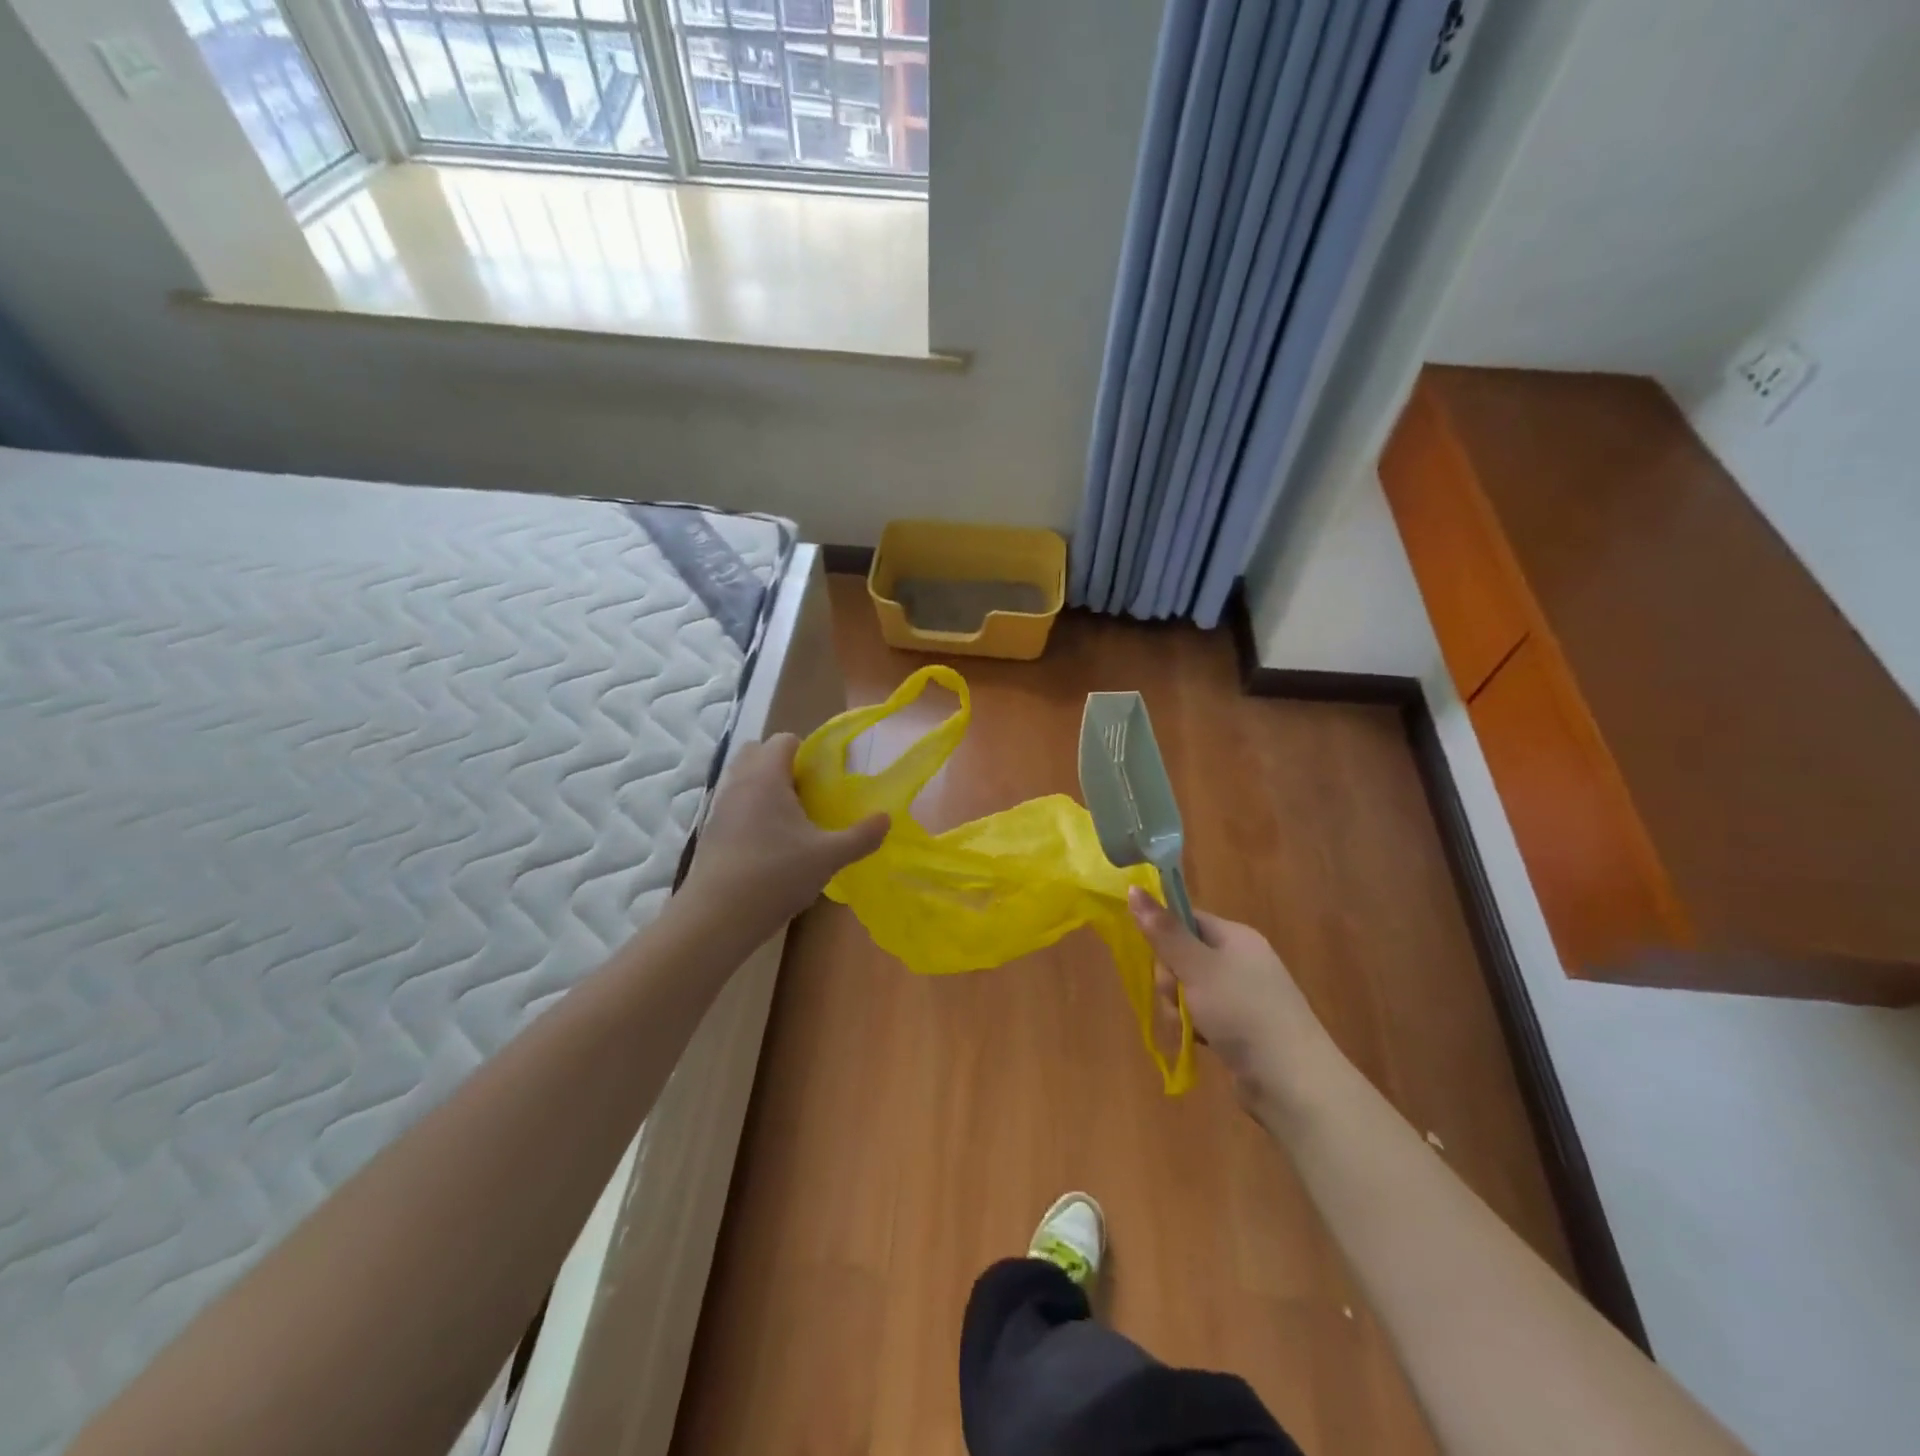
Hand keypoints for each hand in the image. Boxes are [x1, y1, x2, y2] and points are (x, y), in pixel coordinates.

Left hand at [680, 734, 887, 933]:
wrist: (717, 917)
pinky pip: (733, 804)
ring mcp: (719, 807)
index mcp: (766, 776)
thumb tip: (886, 819)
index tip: (824, 779)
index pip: (784, 739)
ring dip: (765, 788)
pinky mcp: (710, 831)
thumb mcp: (828, 857)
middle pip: (757, 751)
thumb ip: (861, 836)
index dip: (806, 752)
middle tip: (806, 793)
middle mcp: (739, 783)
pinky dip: (750, 811)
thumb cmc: (775, 875)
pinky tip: (769, 844)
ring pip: (742, 779)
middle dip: (781, 764)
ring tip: (790, 821)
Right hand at [1130, 890, 1334, 1118]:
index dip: (1164, 936)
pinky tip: (1197, 1041)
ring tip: (1187, 1029)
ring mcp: (1242, 995)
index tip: (1158, 961)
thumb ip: (1163, 931)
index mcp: (1235, 936)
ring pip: (1189, 989)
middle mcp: (1240, 960)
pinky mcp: (1240, 1026)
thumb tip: (1134, 888)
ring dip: (1177, 1008)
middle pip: (1183, 956)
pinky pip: (1203, 1015)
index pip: (1187, 919)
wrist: (1293, 1081)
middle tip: (1175, 999)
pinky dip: (1194, 1027)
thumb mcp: (1197, 967)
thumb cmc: (1243, 1011)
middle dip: (1169, 981)